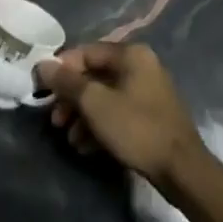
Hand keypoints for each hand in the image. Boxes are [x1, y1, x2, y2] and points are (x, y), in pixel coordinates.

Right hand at [34, 43, 208, 192]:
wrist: (181, 169)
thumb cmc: (136, 128)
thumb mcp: (95, 104)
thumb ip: (67, 82)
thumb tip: (42, 64)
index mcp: (131, 55)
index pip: (85, 52)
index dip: (61, 70)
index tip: (42, 91)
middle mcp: (140, 66)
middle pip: (94, 75)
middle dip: (71, 98)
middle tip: (55, 120)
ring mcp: (147, 91)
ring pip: (104, 96)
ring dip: (82, 116)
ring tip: (70, 139)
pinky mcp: (149, 115)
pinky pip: (117, 112)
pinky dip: (99, 126)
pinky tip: (86, 147)